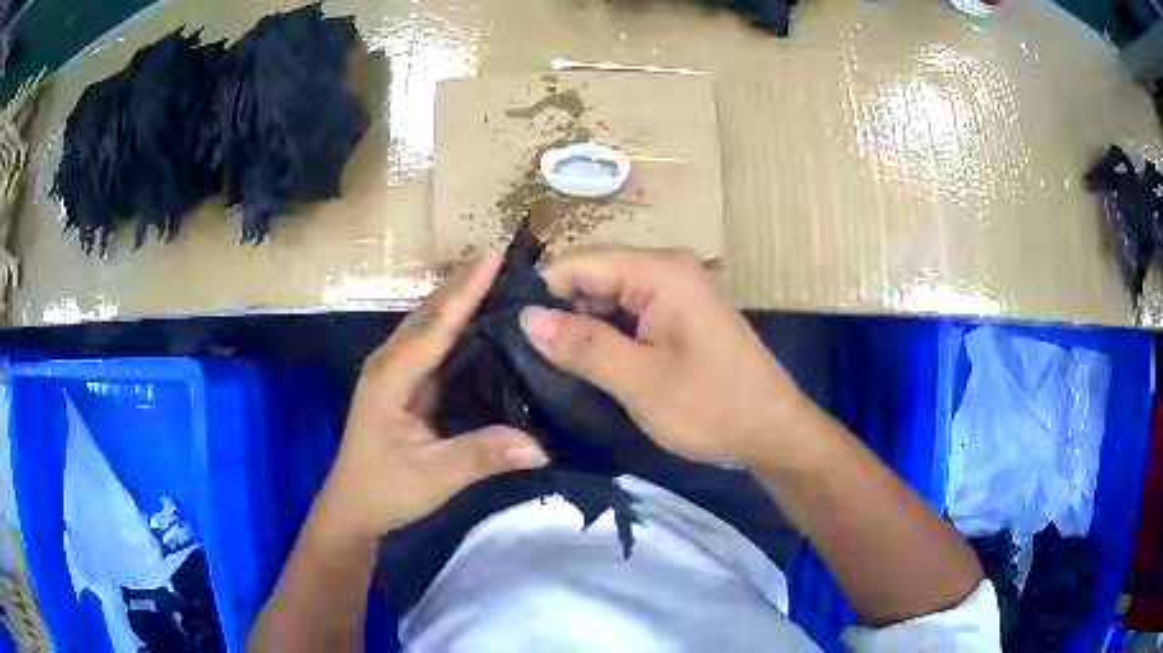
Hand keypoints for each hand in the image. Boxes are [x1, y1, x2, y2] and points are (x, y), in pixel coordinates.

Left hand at [310, 254, 548, 546]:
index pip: (433, 325)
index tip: (494, 257)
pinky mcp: (405, 385)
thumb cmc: (384, 490)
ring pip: (429, 324)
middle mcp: (390, 363)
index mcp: (391, 376)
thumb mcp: (433, 478)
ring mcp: (395, 372)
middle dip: (464, 283)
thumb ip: (481, 457)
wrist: (354, 509)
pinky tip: (482, 323)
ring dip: (460, 299)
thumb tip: (540, 446)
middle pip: (429, 313)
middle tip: (507, 259)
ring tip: (499, 278)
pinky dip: (457, 325)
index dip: (465, 292)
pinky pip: (433, 345)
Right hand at [520, 247, 811, 470]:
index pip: (579, 262)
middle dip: (560, 311)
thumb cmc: (713, 406)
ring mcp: (675, 292)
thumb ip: (583, 345)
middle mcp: (667, 269)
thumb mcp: (641, 381)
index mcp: (660, 271)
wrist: (772, 431)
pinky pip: (628, 313)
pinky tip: (587, 363)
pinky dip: (604, 335)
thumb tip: (526, 317)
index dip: (541, 292)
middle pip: (593, 275)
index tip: (510, 331)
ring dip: (581, 326)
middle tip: (526, 355)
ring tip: (549, 363)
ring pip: (608, 297)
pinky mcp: (678, 315)